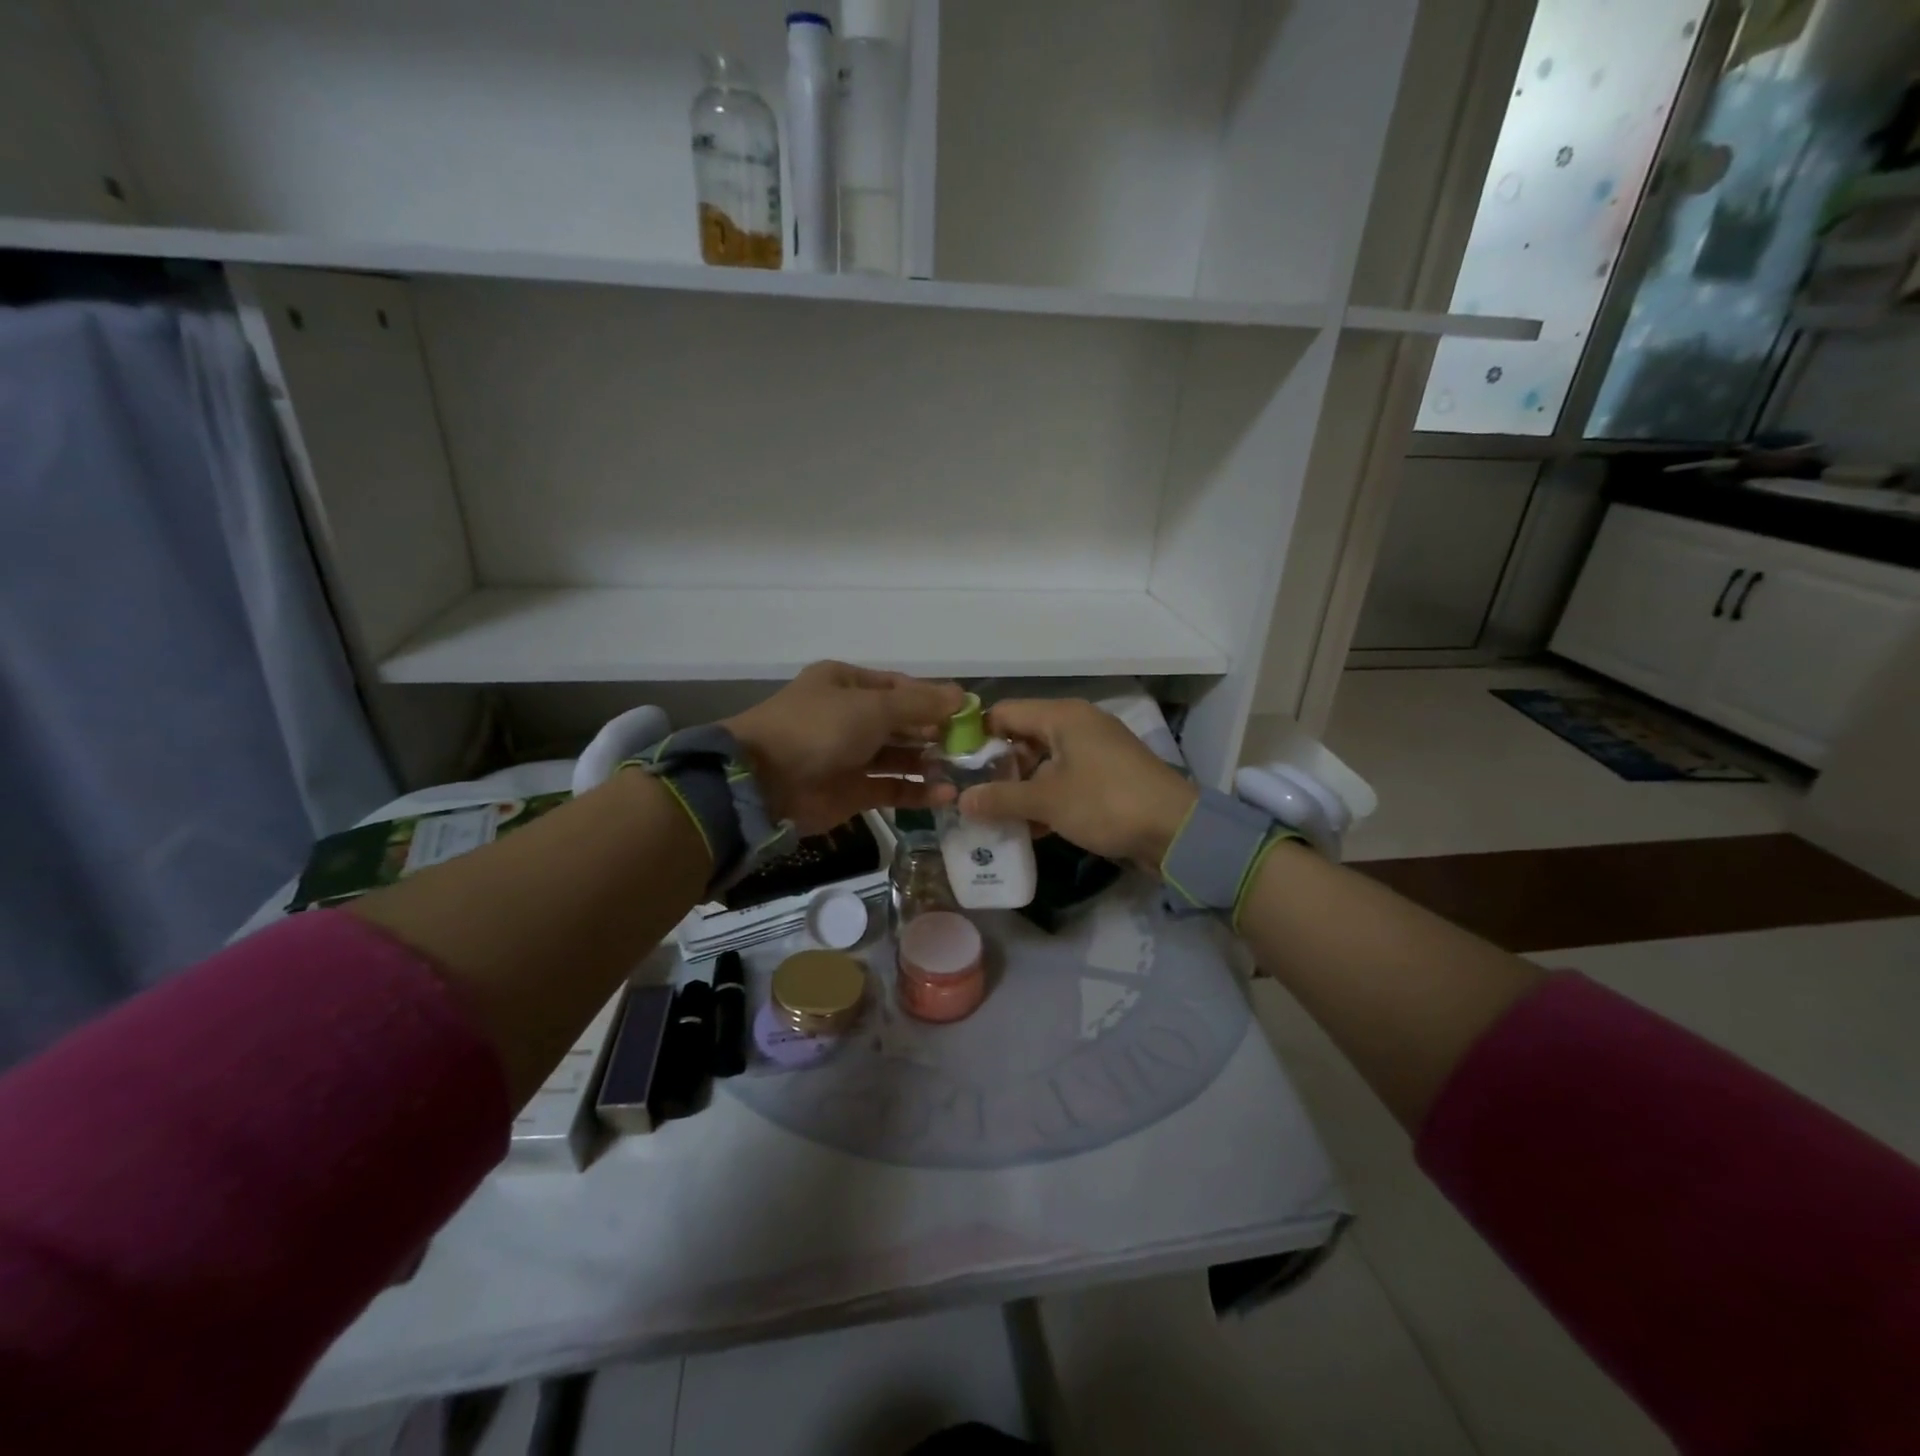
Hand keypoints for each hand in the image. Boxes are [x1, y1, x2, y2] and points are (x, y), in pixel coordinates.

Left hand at [724, 662, 966, 835]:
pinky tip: (946, 795)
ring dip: (931, 763)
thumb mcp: (873, 707)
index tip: (969, 713)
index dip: (935, 699)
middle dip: (937, 733)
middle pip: (904, 722)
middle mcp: (851, 717)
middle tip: (974, 747)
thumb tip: (962, 695)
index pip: (902, 687)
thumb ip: (920, 705)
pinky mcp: (853, 791)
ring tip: (965, 771)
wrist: (764, 782)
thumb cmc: (819, 729)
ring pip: (901, 756)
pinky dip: (918, 791)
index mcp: (848, 684)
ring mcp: (851, 755)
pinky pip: (892, 787)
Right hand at [957, 699, 1197, 867]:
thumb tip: (961, 800)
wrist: (1176, 830)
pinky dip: (1045, 797)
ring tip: (991, 814)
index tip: (952, 764)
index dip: (975, 736)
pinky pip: (1064, 779)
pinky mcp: (1106, 775)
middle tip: (970, 795)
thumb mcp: (1048, 801)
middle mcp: (1077, 725)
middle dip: (996, 767)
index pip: (1004, 712)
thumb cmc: (1106, 803)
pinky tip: (1027, 827)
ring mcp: (1094, 750)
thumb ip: (1001, 798)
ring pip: (1043, 761)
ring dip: (1020, 787)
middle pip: (1023, 737)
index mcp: (1062, 716)